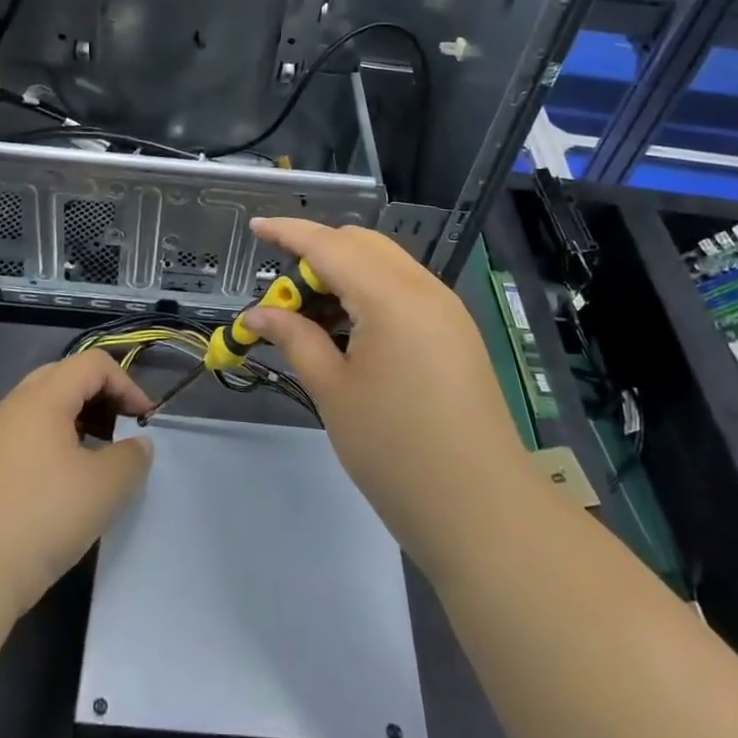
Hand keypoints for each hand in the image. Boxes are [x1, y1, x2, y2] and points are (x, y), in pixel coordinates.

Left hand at [0, 348, 155, 617]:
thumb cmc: (42, 518)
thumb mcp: (104, 488)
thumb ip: (131, 457)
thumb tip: (137, 444)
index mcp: (43, 397)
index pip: (94, 364)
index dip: (127, 385)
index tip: (144, 422)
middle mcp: (14, 405)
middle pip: (66, 377)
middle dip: (102, 398)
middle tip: (122, 431)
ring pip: (45, 407)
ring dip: (79, 420)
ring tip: (98, 458)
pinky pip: (27, 434)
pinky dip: (55, 441)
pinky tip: (65, 482)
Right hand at [243, 218, 530, 580]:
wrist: (482, 509)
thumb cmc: (395, 451)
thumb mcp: (333, 391)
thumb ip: (294, 339)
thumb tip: (257, 314)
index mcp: (391, 295)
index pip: (329, 245)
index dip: (288, 233)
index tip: (255, 227)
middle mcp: (423, 287)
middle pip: (360, 244)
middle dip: (316, 253)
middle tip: (281, 293)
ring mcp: (445, 308)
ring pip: (384, 264)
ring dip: (343, 273)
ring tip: (310, 315)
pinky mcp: (455, 331)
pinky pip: (403, 289)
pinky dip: (368, 292)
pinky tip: (348, 329)